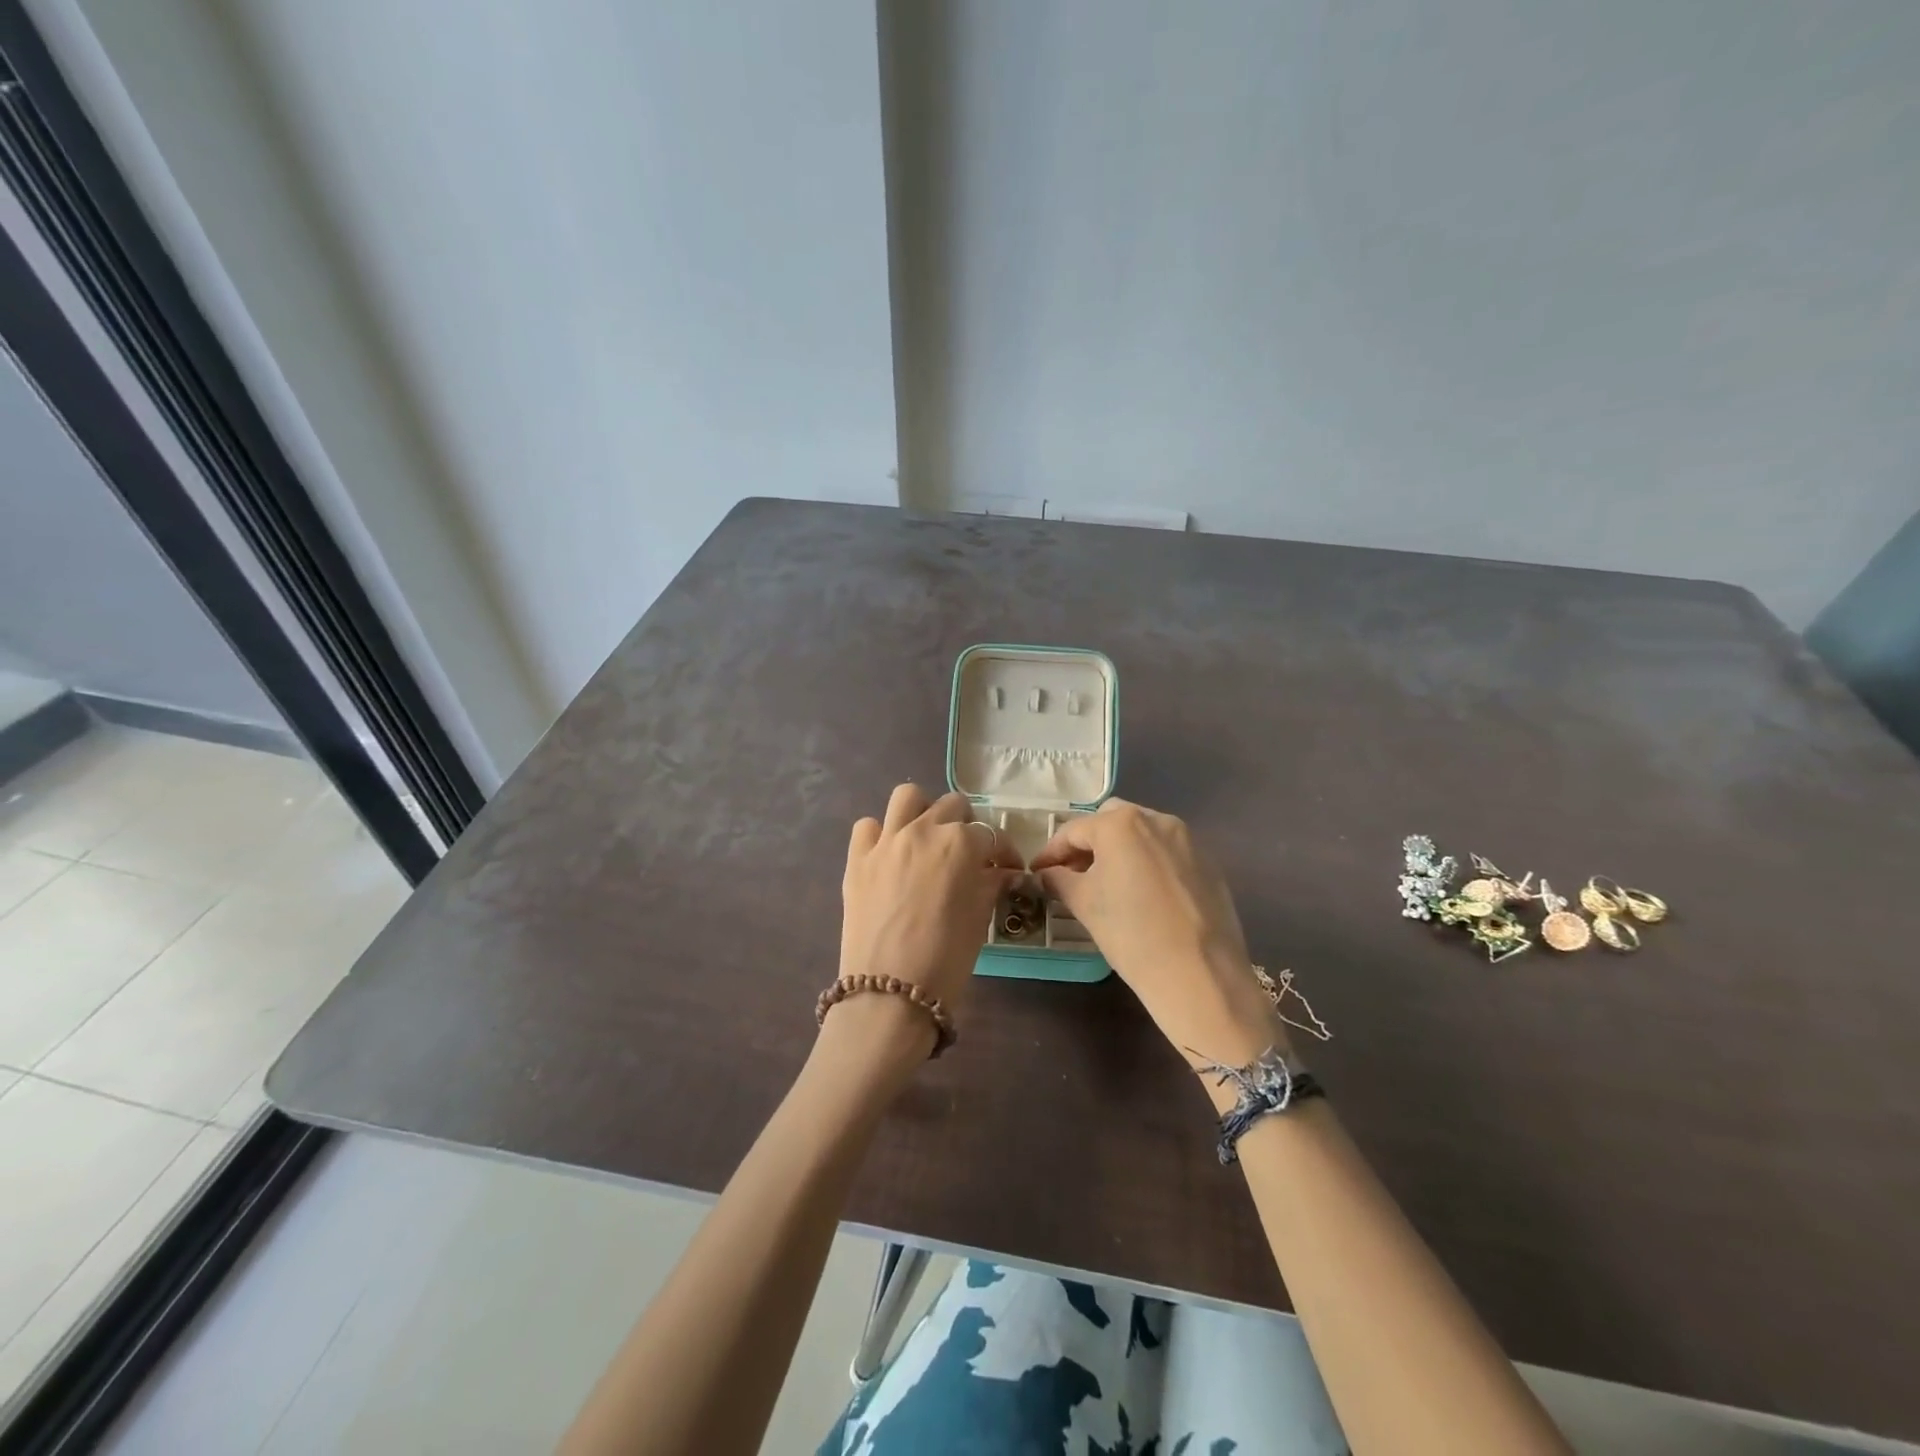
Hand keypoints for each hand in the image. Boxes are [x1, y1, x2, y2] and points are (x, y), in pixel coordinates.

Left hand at [840, 784, 1020, 1011]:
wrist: (889, 993)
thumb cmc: (946, 959)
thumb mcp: (980, 919)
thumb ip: (992, 884)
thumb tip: (1005, 873)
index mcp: (960, 844)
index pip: (991, 835)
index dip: (1004, 852)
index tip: (1008, 870)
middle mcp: (922, 830)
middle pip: (952, 807)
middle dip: (967, 827)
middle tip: (970, 856)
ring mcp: (885, 841)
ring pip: (907, 798)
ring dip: (923, 812)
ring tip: (929, 839)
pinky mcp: (856, 859)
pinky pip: (868, 826)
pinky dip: (881, 834)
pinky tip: (890, 857)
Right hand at [1031, 800, 1284, 1069]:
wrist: (1200, 975)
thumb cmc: (1131, 934)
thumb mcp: (1084, 905)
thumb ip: (1059, 880)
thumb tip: (1047, 874)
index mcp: (1121, 824)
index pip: (1073, 831)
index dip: (1051, 852)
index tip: (1038, 872)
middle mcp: (1156, 820)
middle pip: (1110, 821)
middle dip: (1088, 843)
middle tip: (1073, 873)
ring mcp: (1187, 839)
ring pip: (1142, 834)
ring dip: (1119, 850)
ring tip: (1107, 883)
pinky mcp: (1208, 862)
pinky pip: (1167, 852)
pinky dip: (1147, 863)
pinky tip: (1142, 894)